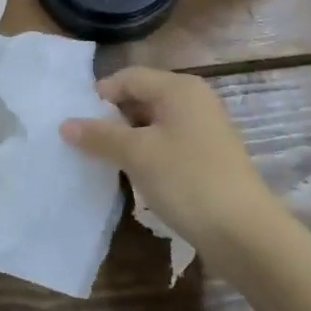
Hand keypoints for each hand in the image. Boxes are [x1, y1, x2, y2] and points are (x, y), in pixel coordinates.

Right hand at [62, 67, 271, 256]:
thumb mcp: (137, 155)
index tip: (77, 122)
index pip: (128, 77)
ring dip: (129, 138)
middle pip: (142, 97)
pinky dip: (149, 153)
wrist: (245, 233)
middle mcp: (194, 100)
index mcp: (179, 88)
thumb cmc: (187, 180)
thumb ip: (99, 136)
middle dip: (113, 118)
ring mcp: (205, 129)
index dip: (100, 96)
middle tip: (87, 143)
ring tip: (106, 161)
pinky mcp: (209, 156)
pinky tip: (136, 176)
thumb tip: (65, 124)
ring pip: (154, 123)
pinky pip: (169, 143)